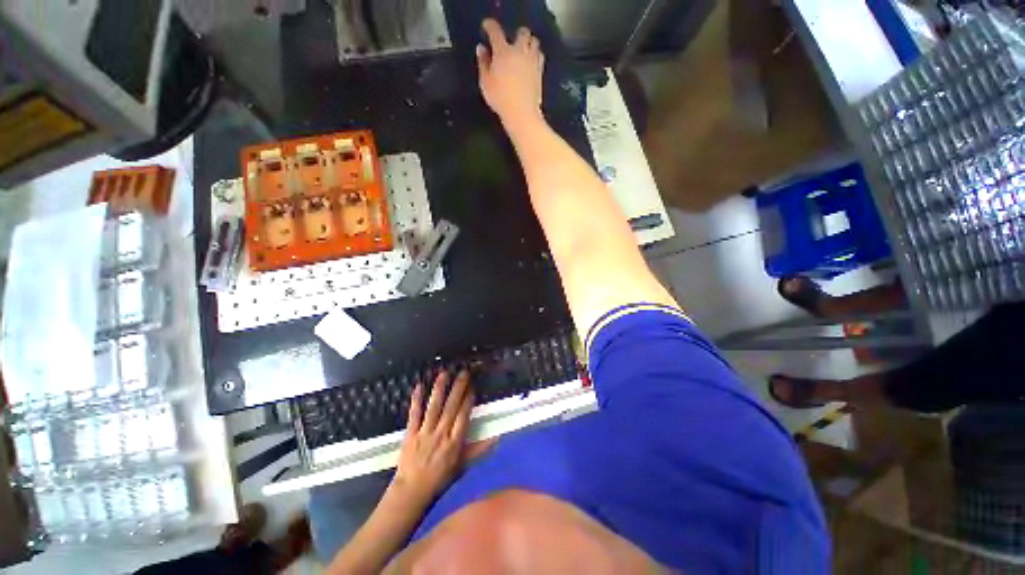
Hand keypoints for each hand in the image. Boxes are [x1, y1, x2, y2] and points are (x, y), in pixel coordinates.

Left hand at [391, 370, 473, 504]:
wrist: (412, 491)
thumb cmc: (441, 478)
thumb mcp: (463, 466)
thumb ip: (479, 450)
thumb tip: (497, 437)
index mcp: (455, 442)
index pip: (464, 416)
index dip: (468, 400)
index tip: (473, 386)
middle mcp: (441, 434)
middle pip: (451, 407)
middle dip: (458, 388)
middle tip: (464, 372)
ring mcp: (425, 433)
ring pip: (434, 407)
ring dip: (439, 389)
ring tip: (444, 374)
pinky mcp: (411, 433)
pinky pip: (414, 414)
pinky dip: (416, 400)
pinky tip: (419, 386)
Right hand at [476, 18, 544, 125]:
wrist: (522, 113)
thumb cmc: (500, 98)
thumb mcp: (485, 82)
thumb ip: (483, 63)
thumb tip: (481, 49)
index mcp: (503, 51)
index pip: (495, 31)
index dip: (490, 26)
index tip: (487, 26)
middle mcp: (519, 51)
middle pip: (522, 32)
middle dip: (516, 33)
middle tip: (511, 41)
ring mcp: (532, 60)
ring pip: (534, 41)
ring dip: (528, 42)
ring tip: (523, 49)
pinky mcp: (540, 71)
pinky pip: (540, 56)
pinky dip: (535, 54)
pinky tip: (531, 60)